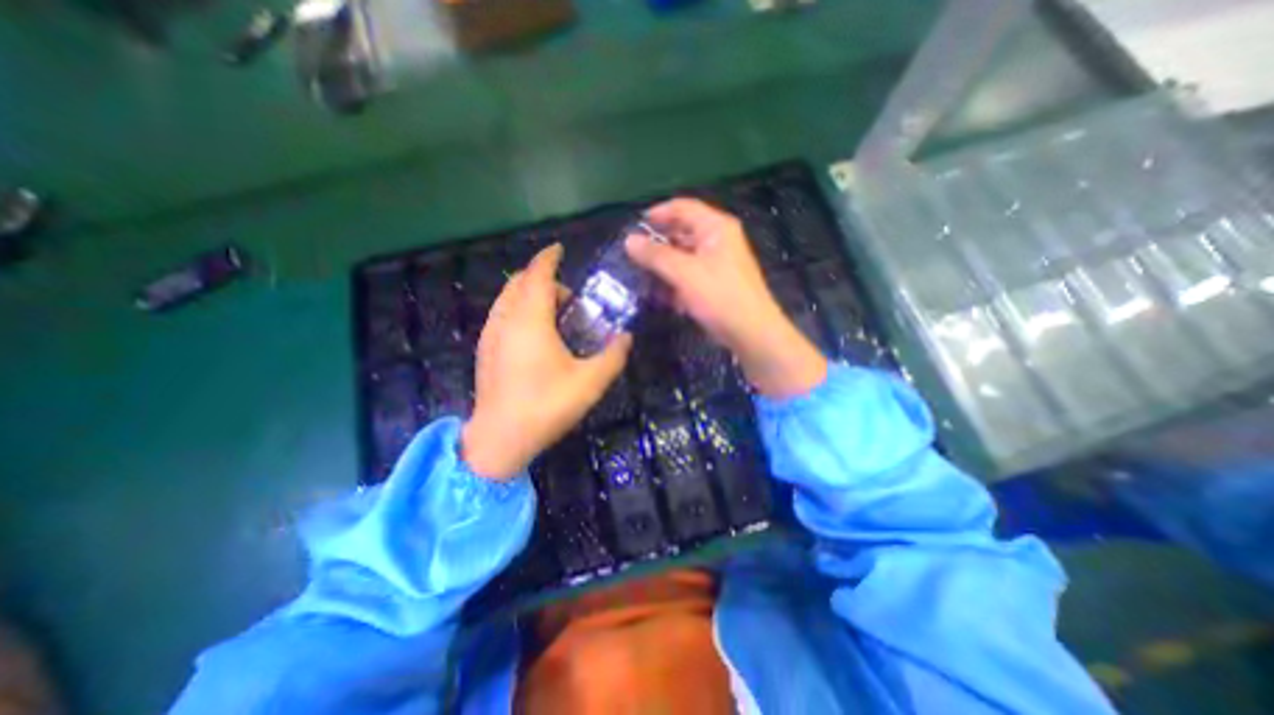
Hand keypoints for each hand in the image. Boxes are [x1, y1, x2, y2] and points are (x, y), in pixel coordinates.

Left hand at [464, 244, 631, 480]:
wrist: (499, 440)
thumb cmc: (546, 407)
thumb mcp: (590, 383)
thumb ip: (613, 356)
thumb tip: (626, 337)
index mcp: (530, 321)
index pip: (536, 275)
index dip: (548, 258)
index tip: (560, 249)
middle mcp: (505, 321)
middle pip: (519, 283)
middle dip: (542, 279)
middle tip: (568, 297)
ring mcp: (490, 335)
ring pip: (507, 298)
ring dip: (529, 295)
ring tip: (553, 314)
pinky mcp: (484, 350)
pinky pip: (501, 314)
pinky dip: (518, 309)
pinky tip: (534, 334)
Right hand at [626, 200, 826, 399]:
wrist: (751, 333)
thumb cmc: (720, 297)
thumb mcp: (684, 273)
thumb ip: (655, 255)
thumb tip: (629, 240)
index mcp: (715, 227)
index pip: (682, 207)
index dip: (656, 214)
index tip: (632, 228)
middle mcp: (718, 239)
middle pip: (682, 232)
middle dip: (658, 244)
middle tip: (633, 256)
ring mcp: (718, 262)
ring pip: (684, 256)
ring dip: (664, 266)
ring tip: (642, 277)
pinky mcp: (716, 283)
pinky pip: (690, 274)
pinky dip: (676, 281)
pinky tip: (662, 295)